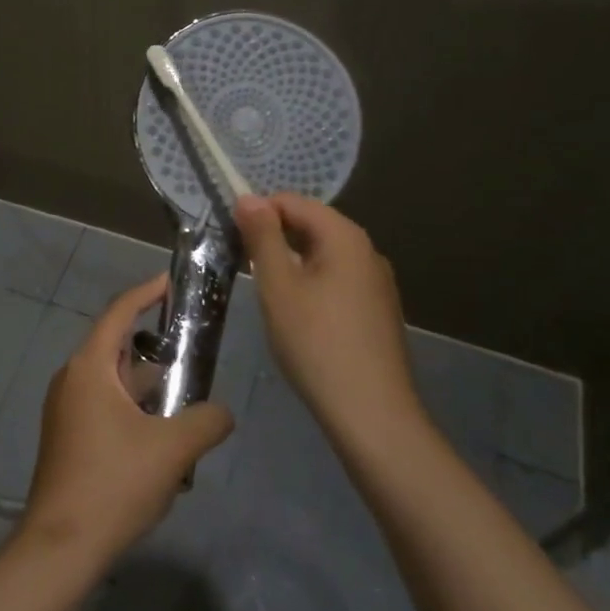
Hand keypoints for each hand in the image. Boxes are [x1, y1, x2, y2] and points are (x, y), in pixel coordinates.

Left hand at [21, 274, 234, 568]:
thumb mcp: (173, 449)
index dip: (145, 293)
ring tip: (190, 399)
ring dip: (149, 387)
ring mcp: (67, 411)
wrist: (62, 546)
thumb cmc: (114, 484)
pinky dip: (135, 411)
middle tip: (194, 346)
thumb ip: (207, 421)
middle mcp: (72, 380)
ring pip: (115, 384)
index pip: (118, 314)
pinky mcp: (69, 438)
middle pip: (118, 348)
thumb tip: (223, 414)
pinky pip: (107, 408)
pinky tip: (166, 440)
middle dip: (156, 347)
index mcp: (89, 368)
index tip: (171, 281)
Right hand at [233, 193, 422, 435]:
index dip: (258, 213)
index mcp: (345, 237)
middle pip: (311, 225)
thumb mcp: (278, 286)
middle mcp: (367, 251)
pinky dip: (311, 284)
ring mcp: (377, 282)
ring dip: (291, 263)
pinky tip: (297, 316)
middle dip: (274, 238)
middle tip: (244, 268)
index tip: (231, 240)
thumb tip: (248, 197)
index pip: (293, 202)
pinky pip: (337, 280)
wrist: (371, 413)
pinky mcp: (377, 310)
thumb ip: (263, 237)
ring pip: (323, 255)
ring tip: (267, 294)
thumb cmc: (317, 344)